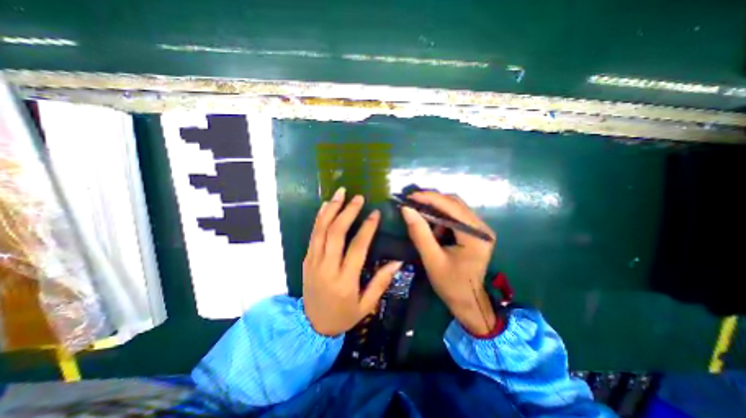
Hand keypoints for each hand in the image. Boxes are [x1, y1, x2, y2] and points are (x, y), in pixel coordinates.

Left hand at [302, 187, 402, 337]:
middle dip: (347, 212)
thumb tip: (397, 262)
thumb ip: (381, 282)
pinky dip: (320, 218)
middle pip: (336, 233)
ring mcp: (313, 261)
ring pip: (321, 230)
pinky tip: (327, 205)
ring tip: (341, 193)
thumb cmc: (342, 316)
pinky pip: (313, 234)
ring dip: (331, 209)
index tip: (375, 213)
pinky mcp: (306, 259)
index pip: (357, 247)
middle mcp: (327, 267)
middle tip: (358, 197)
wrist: (311, 326)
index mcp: (344, 280)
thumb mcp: (366, 306)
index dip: (367, 228)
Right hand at [400, 193, 496, 335]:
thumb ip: (419, 233)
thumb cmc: (450, 284)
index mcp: (475, 236)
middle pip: (455, 203)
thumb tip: (406, 209)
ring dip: (436, 208)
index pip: (452, 207)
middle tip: (412, 202)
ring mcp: (480, 228)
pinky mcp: (474, 231)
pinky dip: (441, 216)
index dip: (430, 198)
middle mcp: (481, 227)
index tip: (410, 196)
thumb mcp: (431, 259)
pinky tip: (430, 223)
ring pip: (455, 207)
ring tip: (419, 213)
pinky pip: (456, 215)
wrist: (468, 300)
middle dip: (432, 201)